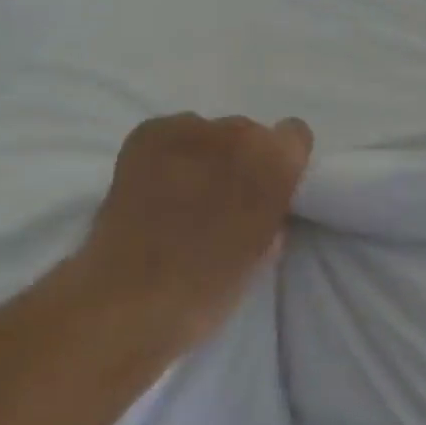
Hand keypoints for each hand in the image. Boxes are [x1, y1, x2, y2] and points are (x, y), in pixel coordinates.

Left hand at [71, 113, 313, 352]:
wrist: (130, 297)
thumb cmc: (208, 286)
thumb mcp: (263, 252)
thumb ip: (273, 212)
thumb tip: (266, 203)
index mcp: (276, 161)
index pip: (295, 134)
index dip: (280, 161)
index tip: (266, 188)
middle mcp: (239, 132)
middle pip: (248, 132)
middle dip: (238, 159)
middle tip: (218, 197)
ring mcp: (191, 127)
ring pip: (208, 132)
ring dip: (203, 155)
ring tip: (179, 193)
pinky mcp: (149, 132)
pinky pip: (172, 133)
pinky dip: (168, 154)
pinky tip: (154, 186)